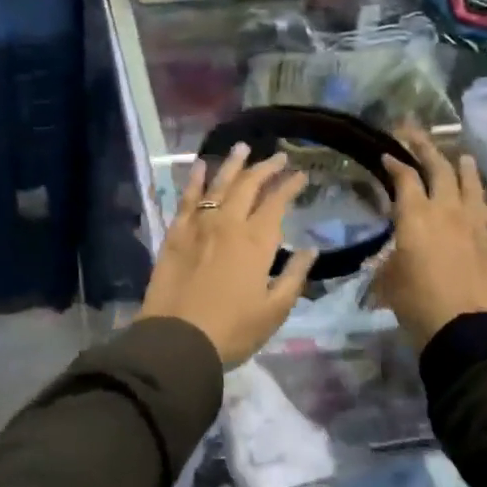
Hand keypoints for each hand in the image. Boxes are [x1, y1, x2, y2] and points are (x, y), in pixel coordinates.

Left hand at [140, 144, 318, 366]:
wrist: (177, 340)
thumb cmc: (232, 331)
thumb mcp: (274, 311)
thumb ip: (294, 276)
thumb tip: (311, 250)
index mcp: (255, 242)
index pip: (277, 203)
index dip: (290, 186)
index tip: (301, 175)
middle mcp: (228, 224)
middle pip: (249, 186)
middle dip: (266, 168)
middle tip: (278, 157)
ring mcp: (198, 225)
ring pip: (218, 184)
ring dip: (233, 164)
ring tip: (243, 147)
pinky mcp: (175, 233)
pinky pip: (187, 198)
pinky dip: (194, 179)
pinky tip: (199, 166)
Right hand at [376, 126, 486, 350]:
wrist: (466, 326)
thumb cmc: (416, 301)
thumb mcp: (388, 279)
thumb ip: (388, 259)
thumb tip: (390, 255)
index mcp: (415, 215)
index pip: (404, 177)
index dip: (395, 162)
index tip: (387, 154)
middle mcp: (446, 210)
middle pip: (440, 168)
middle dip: (426, 148)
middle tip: (416, 134)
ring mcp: (475, 225)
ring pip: (472, 186)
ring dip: (465, 169)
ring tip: (463, 157)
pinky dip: (483, 206)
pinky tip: (482, 206)